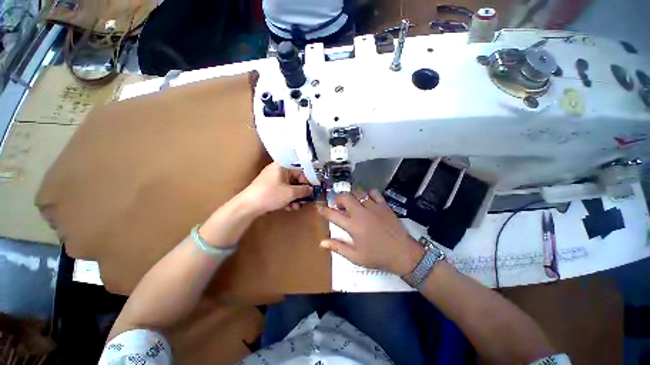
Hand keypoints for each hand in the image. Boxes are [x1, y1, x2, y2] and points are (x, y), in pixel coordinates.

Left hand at [238, 162, 312, 214]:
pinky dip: (287, 198)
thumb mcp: (290, 193)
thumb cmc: (271, 194)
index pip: (300, 169)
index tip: (313, 187)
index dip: (308, 179)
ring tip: (298, 206)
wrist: (248, 206)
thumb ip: (303, 190)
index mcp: (282, 166)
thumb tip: (311, 189)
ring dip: (295, 197)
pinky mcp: (270, 189)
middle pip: (295, 179)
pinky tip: (290, 207)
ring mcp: (273, 180)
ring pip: (289, 187)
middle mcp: (278, 171)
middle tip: (307, 199)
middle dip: (301, 191)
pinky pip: (282, 191)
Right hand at [317, 190, 424, 275]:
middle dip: (338, 198)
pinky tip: (367, 199)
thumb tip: (322, 242)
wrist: (403, 253)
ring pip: (358, 192)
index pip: (333, 215)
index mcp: (353, 227)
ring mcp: (373, 207)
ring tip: (352, 201)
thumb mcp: (356, 257)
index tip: (319, 208)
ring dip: (352, 195)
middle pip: (345, 197)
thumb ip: (338, 247)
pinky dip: (368, 193)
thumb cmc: (377, 256)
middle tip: (339, 205)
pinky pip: (374, 193)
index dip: (324, 210)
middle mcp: (361, 214)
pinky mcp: (384, 205)